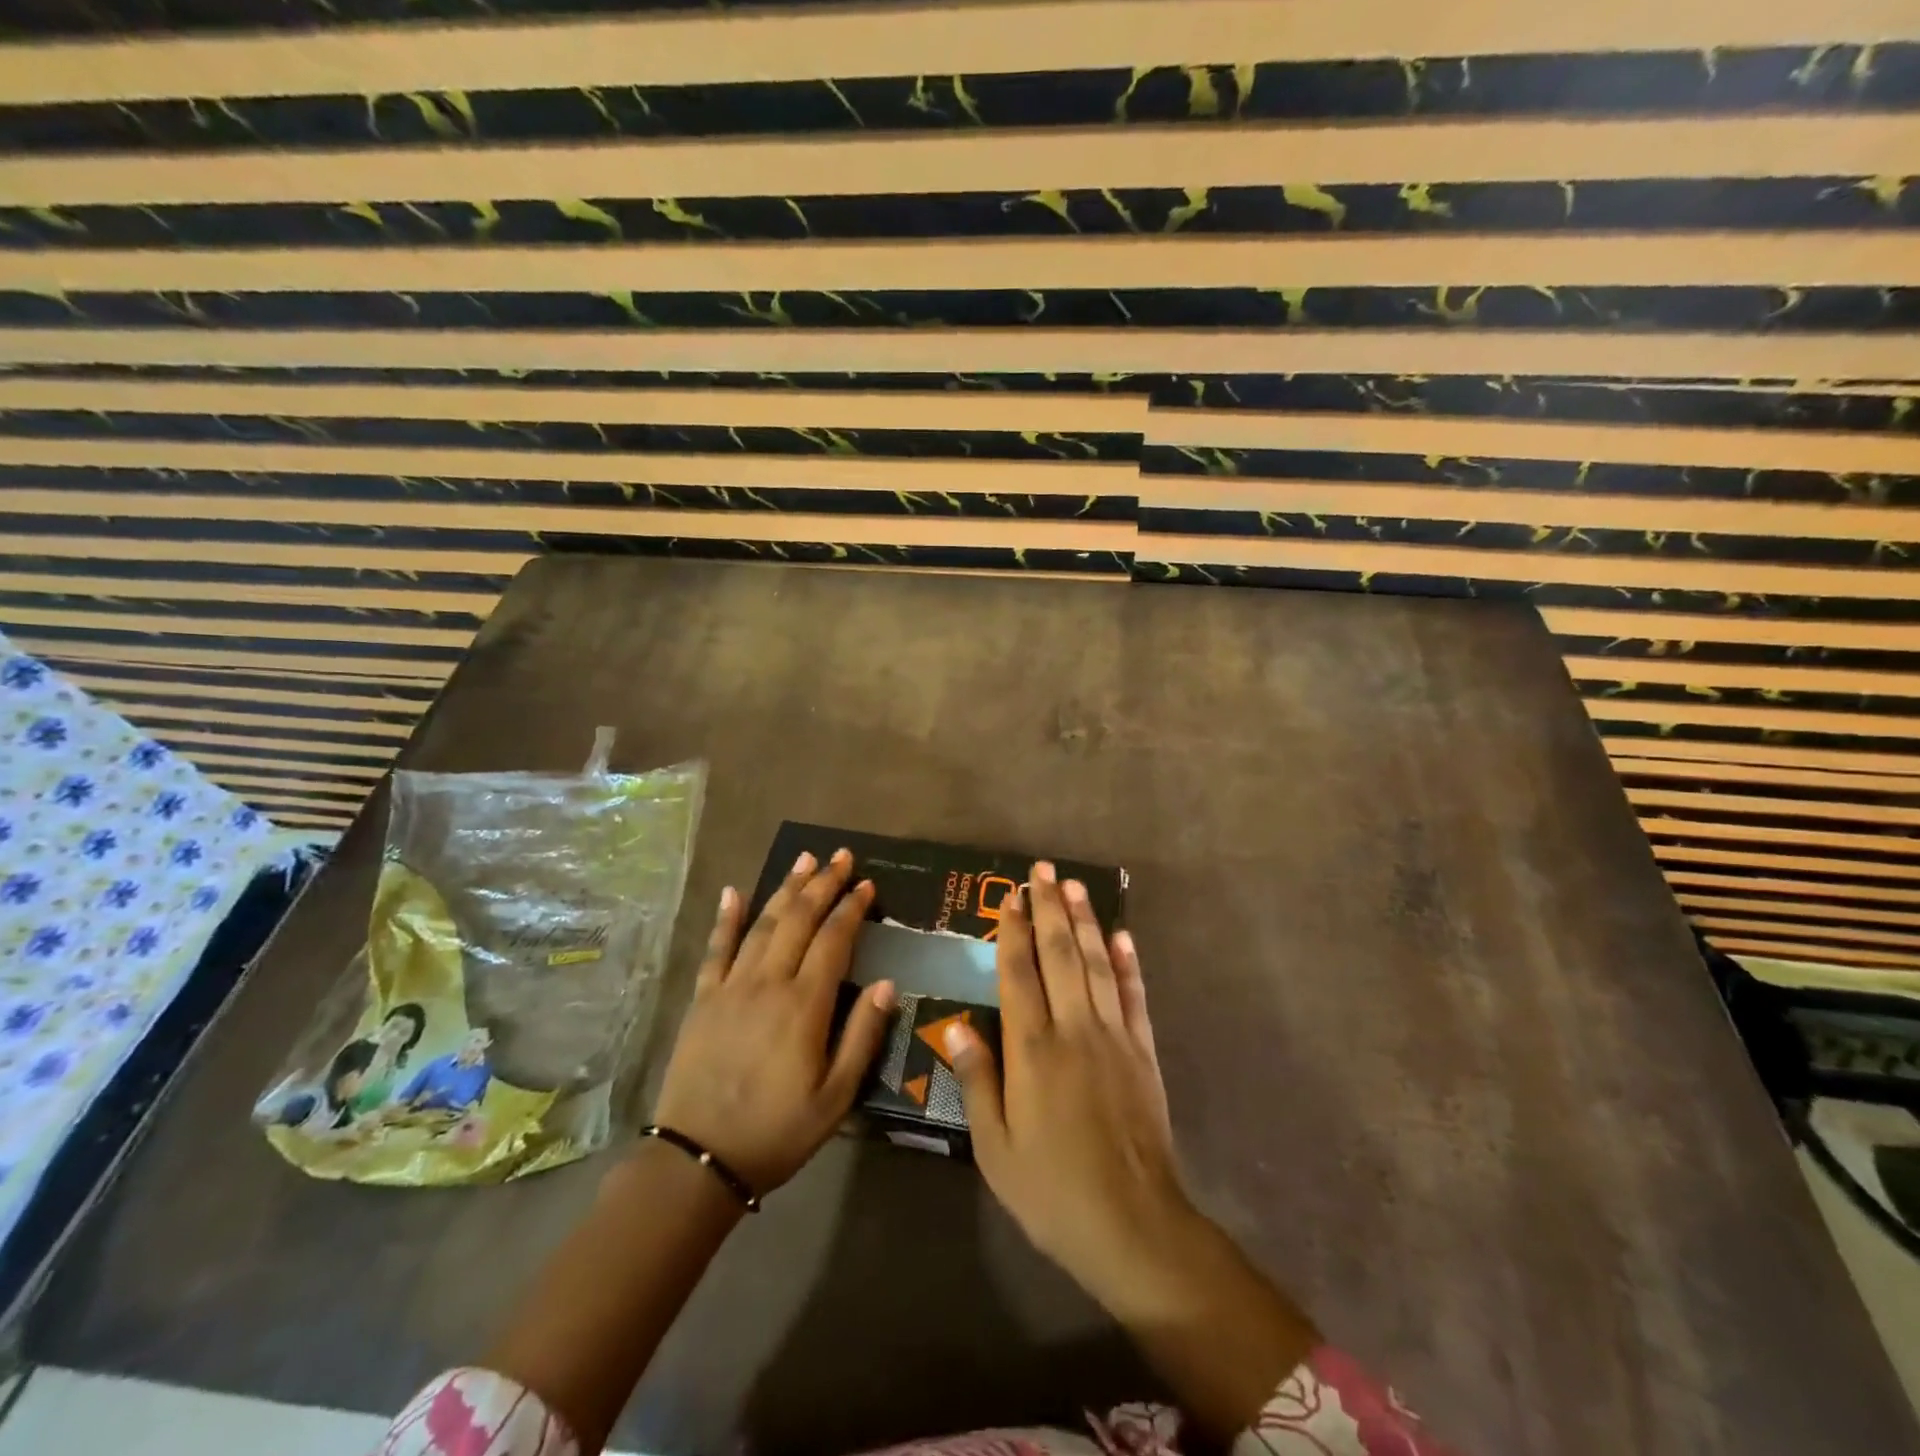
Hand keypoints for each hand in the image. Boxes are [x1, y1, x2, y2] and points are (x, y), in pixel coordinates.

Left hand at [652, 849, 896, 1195]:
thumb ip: (863, 1036)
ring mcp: (731, 987)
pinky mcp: (703, 999)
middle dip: (823, 883)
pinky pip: (716, 949)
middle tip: (841, 856)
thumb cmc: (777, 1131)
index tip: (867, 884)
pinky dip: (726, 918)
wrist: (698, 1161)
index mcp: (805, 1005)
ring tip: (804, 859)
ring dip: (786, 889)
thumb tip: (889, 983)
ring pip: (763, 924)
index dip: (852, 908)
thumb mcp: (836, 1097)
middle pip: (800, 920)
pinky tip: (735, 891)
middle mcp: (768, 983)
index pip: (834, 940)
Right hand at [945, 861, 1197, 1306]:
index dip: (1012, 931)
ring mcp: (1114, 1037)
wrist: (1134, 1226)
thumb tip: (956, 1027)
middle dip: (1049, 909)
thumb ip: (977, 1082)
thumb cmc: (1052, 1191)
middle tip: (1042, 871)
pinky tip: (1122, 936)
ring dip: (1085, 922)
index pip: (1019, 973)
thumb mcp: (996, 1149)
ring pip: (1097, 965)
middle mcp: (1074, 1030)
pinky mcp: (1143, 1053)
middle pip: (1060, 955)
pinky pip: (1134, 996)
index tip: (1010, 896)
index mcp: (1032, 1050)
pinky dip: (1127, 963)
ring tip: (1074, 887)